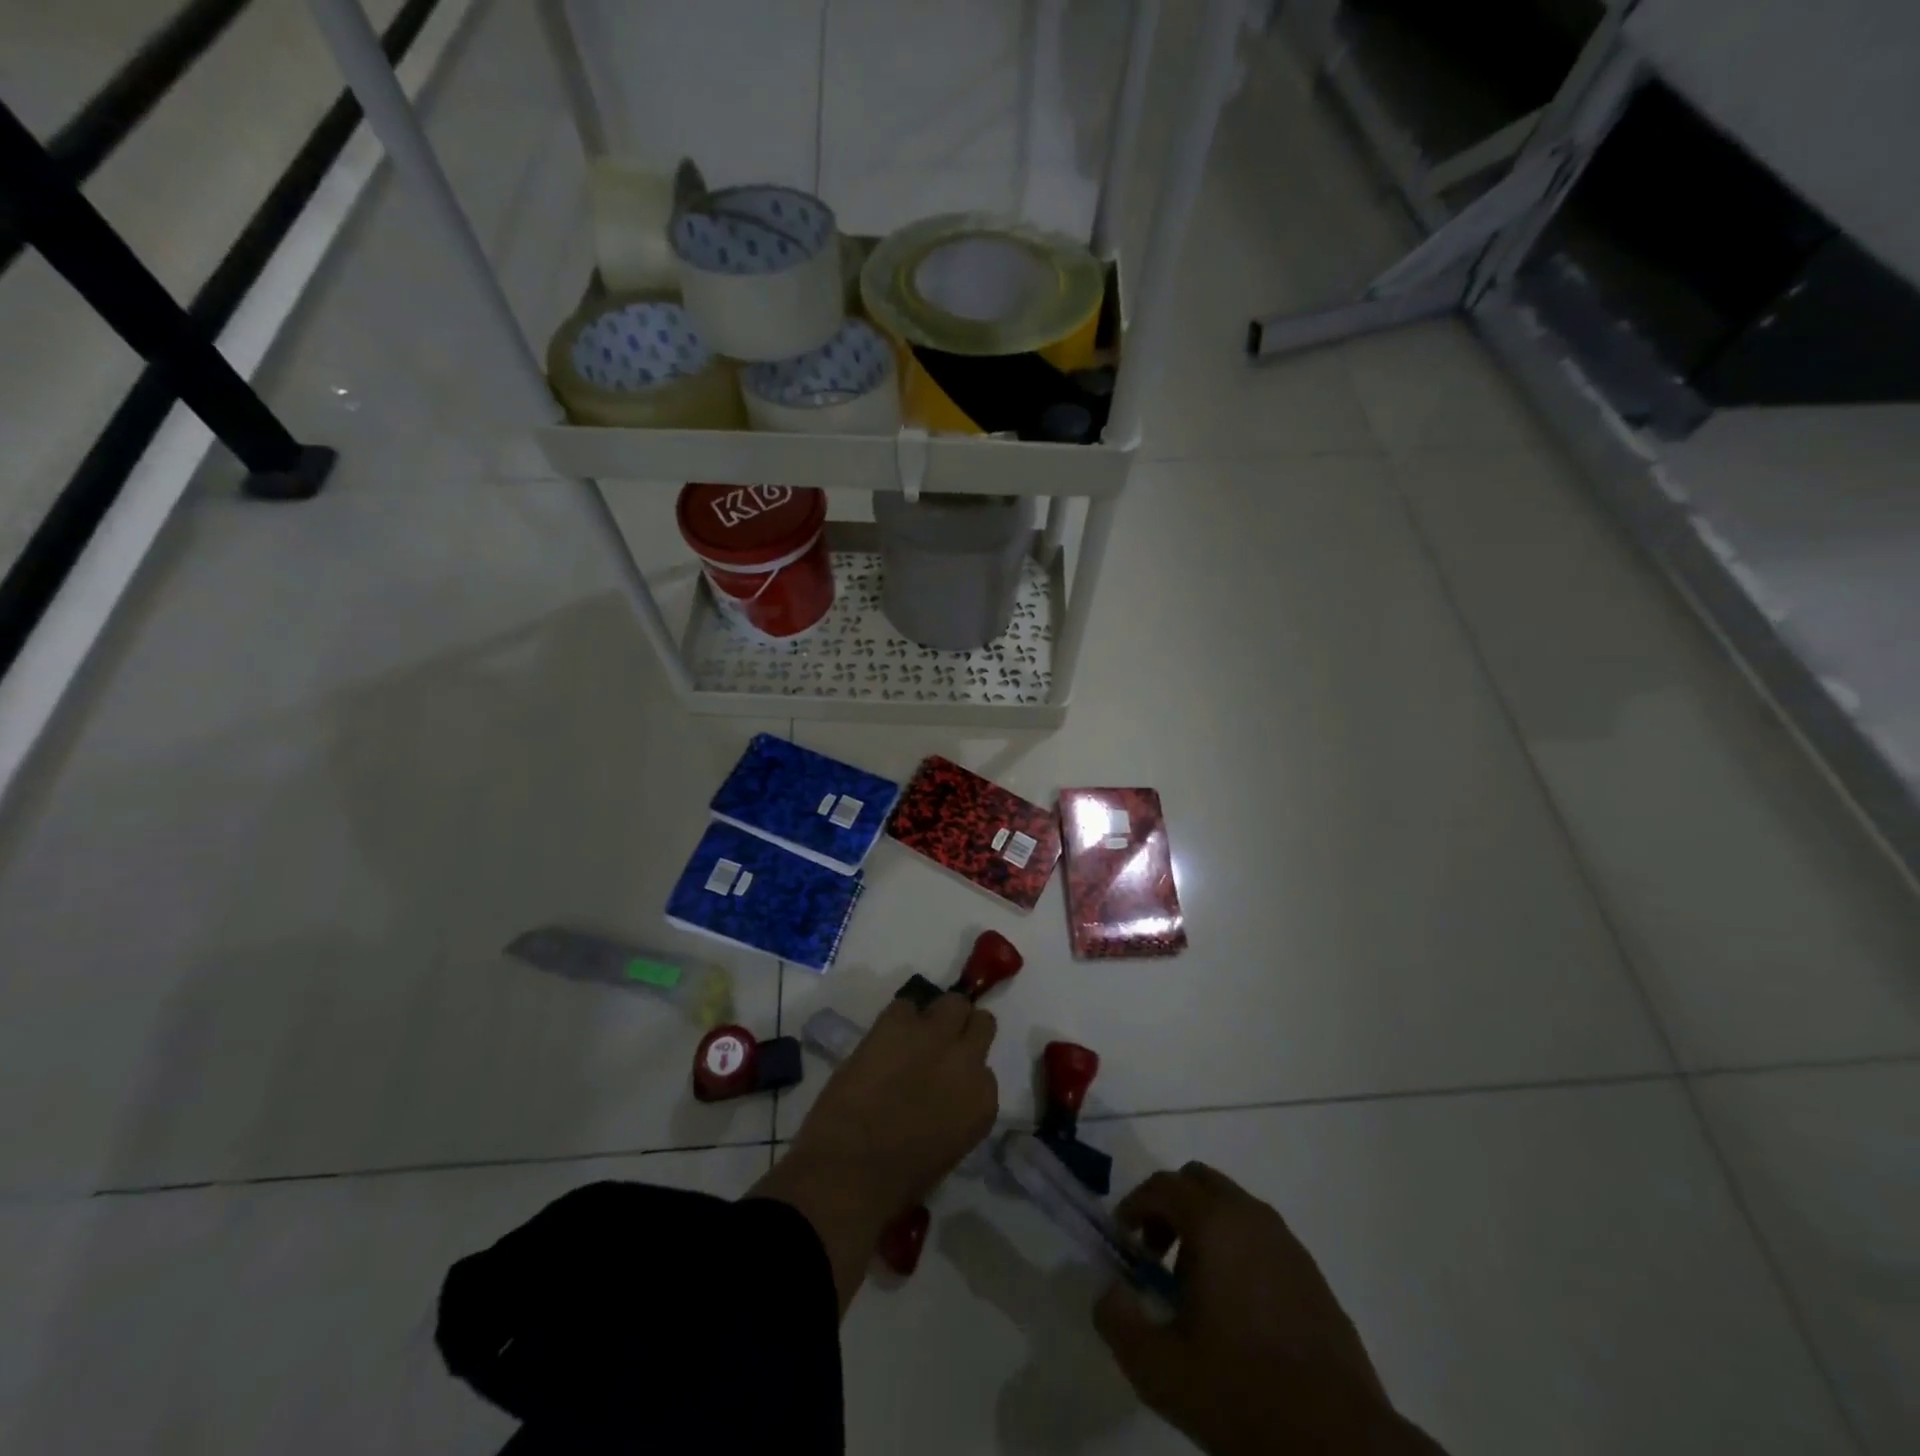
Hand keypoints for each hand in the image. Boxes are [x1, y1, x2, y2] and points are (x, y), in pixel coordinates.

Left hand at [752, 993, 997, 1312]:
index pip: (985, 1071)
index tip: (948, 1078)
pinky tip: (882, 1040)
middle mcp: (967, 1061)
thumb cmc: (896, 1181)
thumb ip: (955, 1111)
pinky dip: (897, 1019)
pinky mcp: (897, 1022)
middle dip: (963, 1030)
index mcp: (982, 1101)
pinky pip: (905, 1005)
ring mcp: (934, 1036)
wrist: (849, 1170)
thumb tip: (942, 1095)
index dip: (965, 1071)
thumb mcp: (946, 1148)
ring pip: (952, 1002)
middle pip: (980, 1023)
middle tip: (940, 1043)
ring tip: (913, 1034)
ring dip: (936, 1016)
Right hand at [1095, 1163, 1443, 1455]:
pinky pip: (1261, 1238)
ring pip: (1232, 1208)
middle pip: (1199, 1182)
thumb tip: (1108, 1292)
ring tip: (1194, 1292)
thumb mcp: (1159, 1369)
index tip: (1123, 1242)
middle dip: (1169, 1208)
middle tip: (1156, 1257)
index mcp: (1215, 1223)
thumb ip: (1117, 1321)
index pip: (1162, 1185)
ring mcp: (1287, 1243)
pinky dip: (1236, 1251)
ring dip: (1203, 1229)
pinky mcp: (1312, 1274)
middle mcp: (1251, 1217)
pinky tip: (1236, 1312)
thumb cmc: (1241, 1393)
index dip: (1133, 1206)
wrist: (1340, 1442)